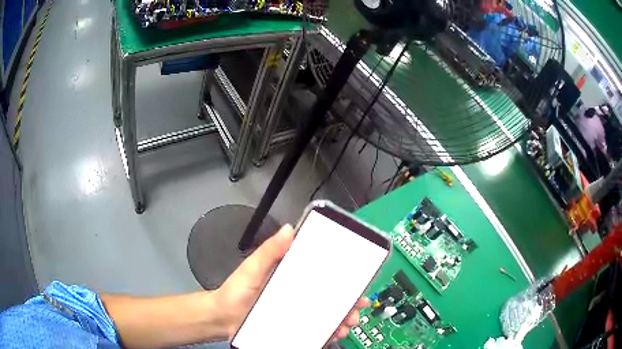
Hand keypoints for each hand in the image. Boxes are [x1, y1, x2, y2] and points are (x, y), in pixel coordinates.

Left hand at [215, 224, 369, 341]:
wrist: (222, 318)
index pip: (321, 272)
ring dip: (343, 317)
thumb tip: (289, 229)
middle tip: (359, 304)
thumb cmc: (235, 292)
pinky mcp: (294, 327)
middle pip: (330, 294)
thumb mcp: (252, 269)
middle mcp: (298, 293)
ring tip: (349, 322)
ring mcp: (297, 311)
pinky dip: (329, 331)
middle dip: (348, 299)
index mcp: (291, 275)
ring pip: (327, 313)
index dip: (342, 273)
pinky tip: (336, 333)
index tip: (358, 275)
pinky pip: (316, 329)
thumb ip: (269, 251)